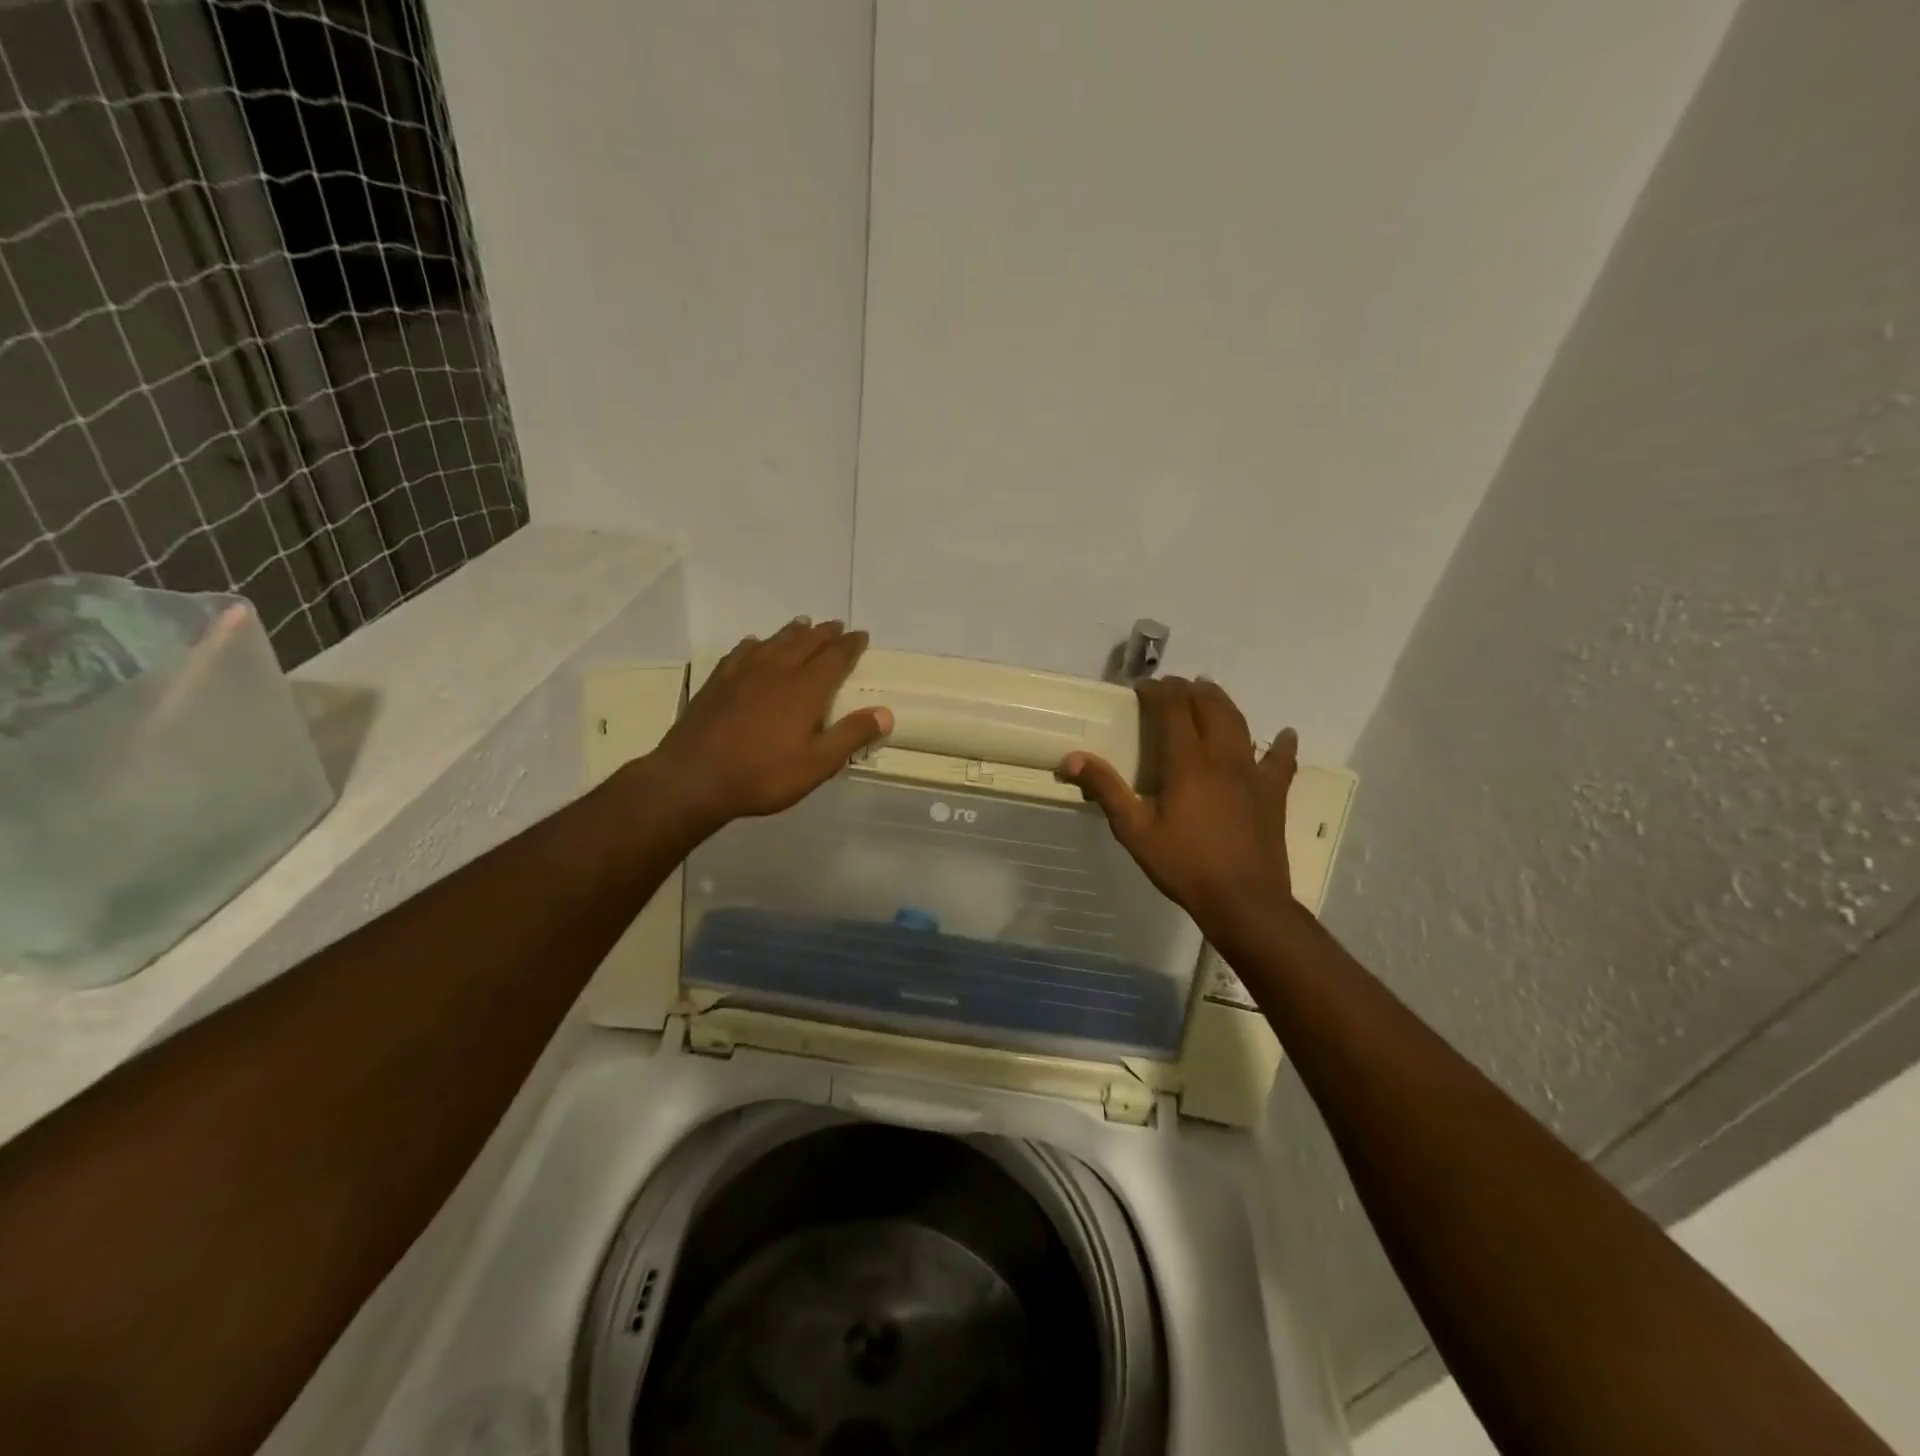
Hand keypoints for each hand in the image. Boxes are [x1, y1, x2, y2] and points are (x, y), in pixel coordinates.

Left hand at [648, 618, 892, 829]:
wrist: (694, 777)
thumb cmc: (763, 774)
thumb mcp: (817, 764)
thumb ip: (851, 735)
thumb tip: (886, 713)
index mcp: (805, 689)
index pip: (834, 658)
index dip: (850, 646)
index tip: (861, 635)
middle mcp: (777, 671)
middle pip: (805, 643)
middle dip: (824, 634)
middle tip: (836, 625)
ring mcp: (743, 674)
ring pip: (774, 642)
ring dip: (792, 632)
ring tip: (803, 623)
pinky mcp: (718, 682)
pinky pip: (741, 653)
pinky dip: (754, 644)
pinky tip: (754, 643)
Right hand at [1061, 677, 1296, 933]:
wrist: (1243, 901)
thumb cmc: (1184, 865)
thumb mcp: (1134, 830)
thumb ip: (1105, 789)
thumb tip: (1071, 759)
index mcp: (1188, 762)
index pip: (1173, 708)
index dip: (1158, 691)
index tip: (1141, 688)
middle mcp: (1223, 757)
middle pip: (1210, 706)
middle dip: (1189, 690)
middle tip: (1171, 689)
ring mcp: (1253, 773)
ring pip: (1240, 723)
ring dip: (1222, 703)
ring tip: (1208, 694)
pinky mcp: (1273, 793)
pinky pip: (1281, 761)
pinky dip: (1281, 744)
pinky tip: (1285, 735)